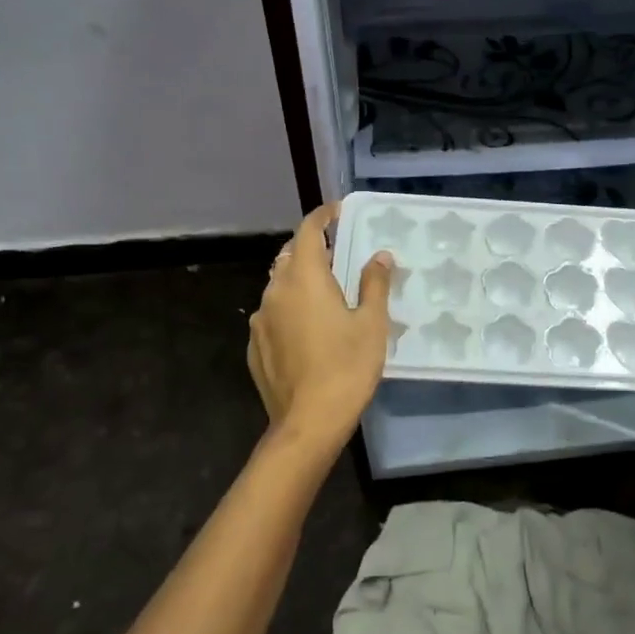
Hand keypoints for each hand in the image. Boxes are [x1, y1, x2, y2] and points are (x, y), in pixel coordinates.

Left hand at [247, 204, 393, 444]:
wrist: (308, 422)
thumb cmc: (347, 367)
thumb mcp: (371, 323)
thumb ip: (374, 284)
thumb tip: (379, 256)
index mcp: (305, 278)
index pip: (309, 231)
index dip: (323, 217)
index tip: (338, 212)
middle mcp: (275, 291)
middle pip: (290, 256)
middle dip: (311, 248)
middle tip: (338, 255)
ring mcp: (260, 320)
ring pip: (278, 285)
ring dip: (299, 280)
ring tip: (325, 293)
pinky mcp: (255, 346)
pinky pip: (272, 314)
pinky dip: (289, 309)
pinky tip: (308, 330)